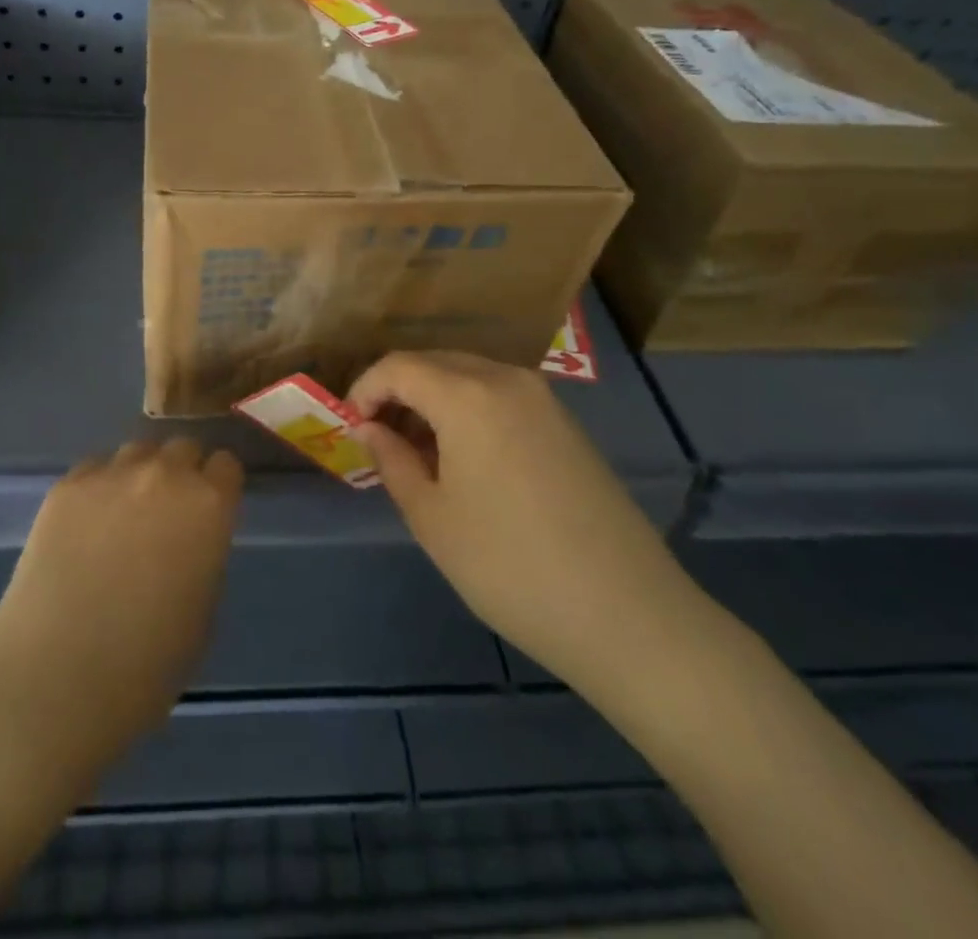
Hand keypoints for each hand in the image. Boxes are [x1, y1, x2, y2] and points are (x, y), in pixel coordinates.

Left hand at [0, 438, 243, 763]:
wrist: (57, 678)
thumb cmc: (147, 665)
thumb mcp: (203, 611)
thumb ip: (204, 555)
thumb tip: (189, 540)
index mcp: (209, 505)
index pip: (226, 465)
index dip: (218, 486)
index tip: (210, 509)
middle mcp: (164, 474)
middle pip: (181, 448)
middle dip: (181, 473)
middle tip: (167, 512)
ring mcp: (110, 475)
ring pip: (136, 452)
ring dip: (139, 474)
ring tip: (123, 514)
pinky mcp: (66, 487)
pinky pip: (93, 470)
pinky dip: (97, 489)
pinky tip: (85, 526)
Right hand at [348, 351, 700, 704]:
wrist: (627, 614)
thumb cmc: (510, 566)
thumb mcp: (432, 518)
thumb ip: (392, 460)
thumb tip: (369, 428)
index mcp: (468, 395)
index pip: (398, 367)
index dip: (365, 389)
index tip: (349, 426)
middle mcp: (507, 380)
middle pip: (435, 363)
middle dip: (398, 392)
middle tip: (378, 439)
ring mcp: (544, 400)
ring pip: (469, 377)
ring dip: (433, 401)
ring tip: (417, 453)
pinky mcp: (566, 424)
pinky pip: (501, 396)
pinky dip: (468, 411)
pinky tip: (465, 459)